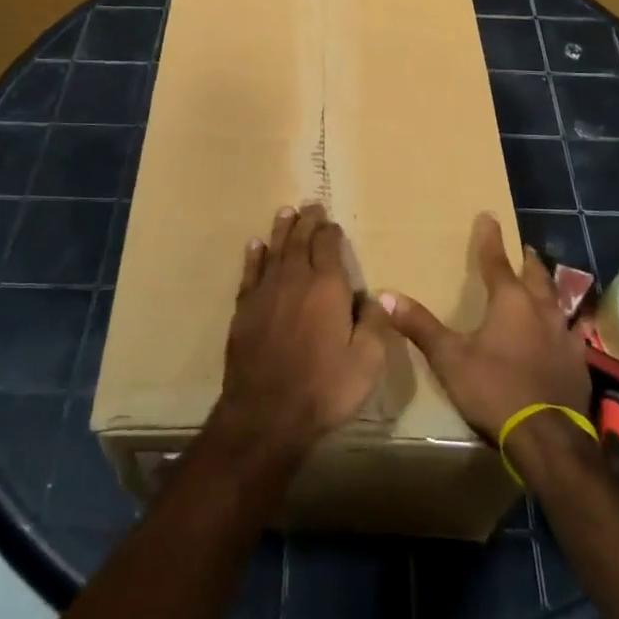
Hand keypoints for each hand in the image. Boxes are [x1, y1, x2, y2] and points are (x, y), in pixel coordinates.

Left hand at [215, 203, 390, 464]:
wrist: (267, 413)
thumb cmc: (325, 387)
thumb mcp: (368, 360)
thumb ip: (374, 322)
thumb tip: (371, 297)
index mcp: (327, 286)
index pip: (328, 246)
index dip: (330, 231)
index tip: (332, 221)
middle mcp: (295, 279)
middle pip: (300, 241)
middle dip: (307, 221)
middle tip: (310, 205)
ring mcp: (266, 293)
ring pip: (275, 250)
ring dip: (282, 230)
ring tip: (285, 212)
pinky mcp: (244, 310)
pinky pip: (250, 273)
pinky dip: (254, 256)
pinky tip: (255, 245)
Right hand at [380, 213, 591, 439]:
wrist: (548, 438)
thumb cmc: (494, 389)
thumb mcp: (449, 357)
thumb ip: (420, 325)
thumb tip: (386, 295)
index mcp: (509, 301)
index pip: (496, 260)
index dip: (489, 238)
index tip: (489, 216)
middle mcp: (541, 309)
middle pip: (535, 276)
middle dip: (527, 260)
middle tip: (524, 248)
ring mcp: (565, 336)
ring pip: (559, 301)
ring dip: (551, 288)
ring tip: (548, 282)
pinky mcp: (579, 363)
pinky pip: (576, 334)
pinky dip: (570, 325)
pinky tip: (572, 331)